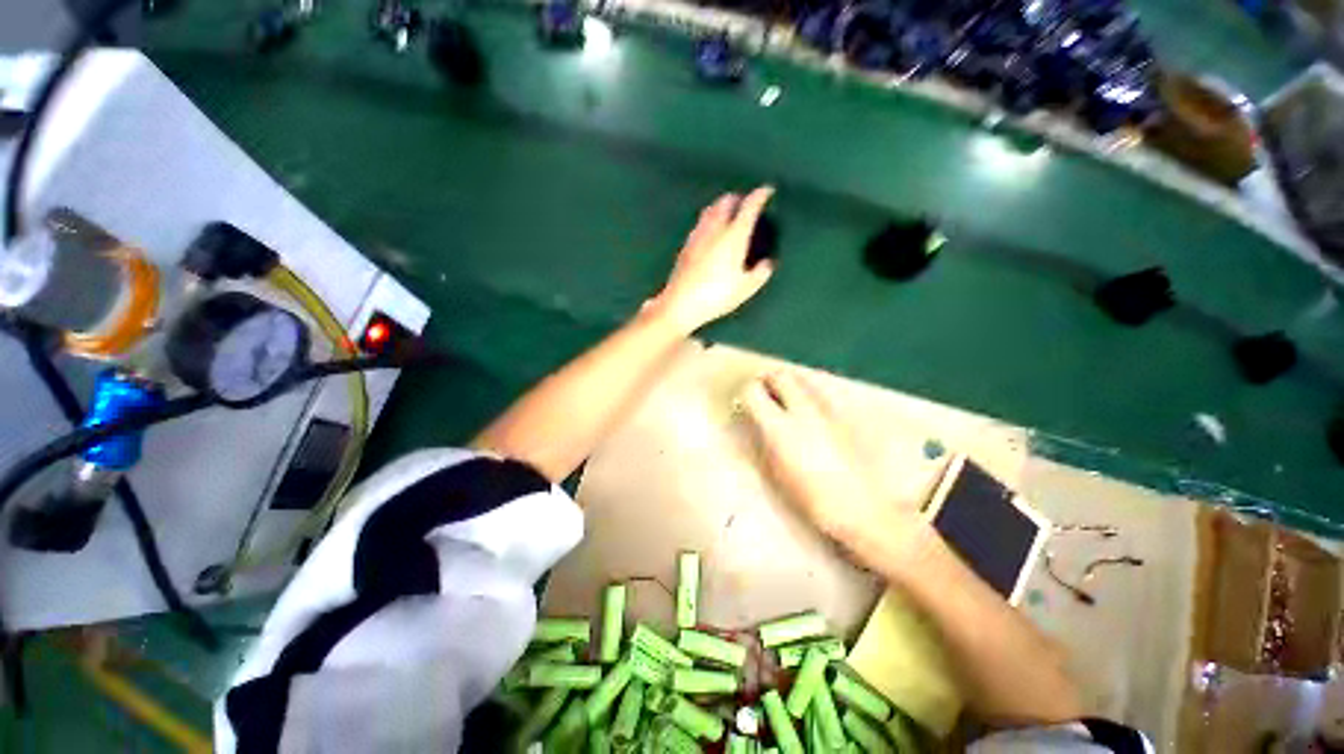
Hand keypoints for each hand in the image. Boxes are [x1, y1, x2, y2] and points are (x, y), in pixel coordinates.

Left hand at [646, 187, 775, 334]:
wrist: (681, 303)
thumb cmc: (717, 295)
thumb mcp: (745, 288)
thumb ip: (760, 273)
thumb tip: (768, 263)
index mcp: (734, 235)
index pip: (749, 207)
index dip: (760, 195)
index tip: (768, 190)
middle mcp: (715, 229)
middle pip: (726, 202)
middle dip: (738, 198)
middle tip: (746, 202)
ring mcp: (698, 235)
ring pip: (711, 210)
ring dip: (721, 206)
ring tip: (729, 212)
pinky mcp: (686, 246)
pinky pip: (701, 223)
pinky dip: (710, 218)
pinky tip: (710, 230)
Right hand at [739, 371, 934, 573]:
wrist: (859, 508)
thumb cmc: (809, 497)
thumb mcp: (775, 471)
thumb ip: (762, 439)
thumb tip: (754, 421)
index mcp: (779, 427)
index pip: (753, 392)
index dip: (745, 393)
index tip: (744, 403)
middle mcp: (802, 411)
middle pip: (780, 376)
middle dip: (768, 380)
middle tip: (764, 391)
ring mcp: (827, 411)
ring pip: (803, 380)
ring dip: (790, 384)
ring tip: (786, 398)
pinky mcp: (845, 415)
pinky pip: (823, 394)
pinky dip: (811, 395)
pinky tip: (811, 412)